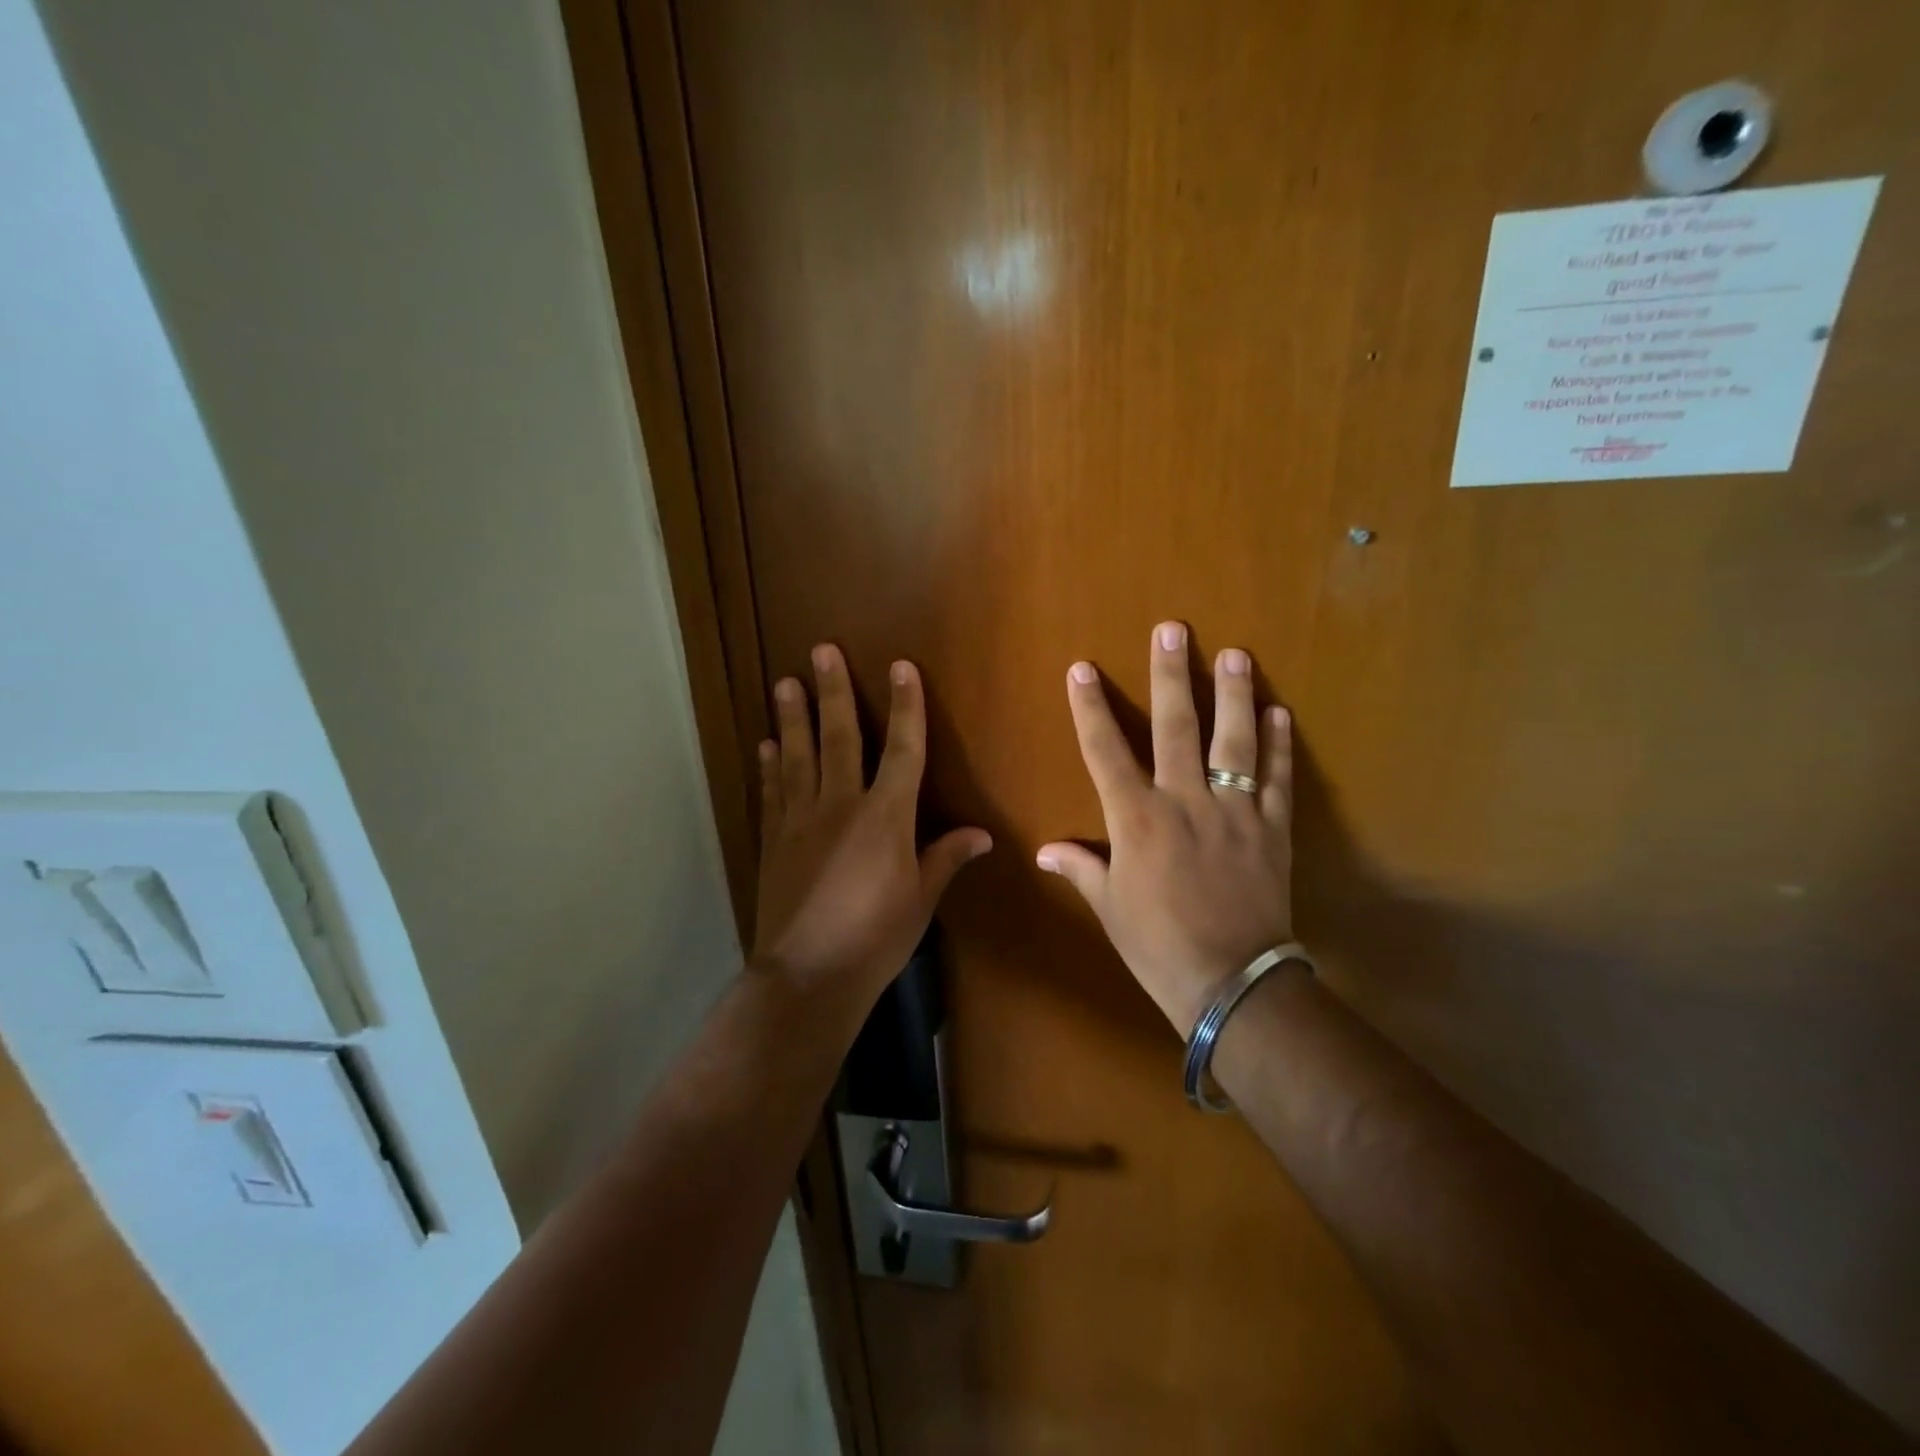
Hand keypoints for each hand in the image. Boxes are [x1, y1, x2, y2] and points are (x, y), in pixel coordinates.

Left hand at [751, 644, 991, 1017]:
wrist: (807, 975)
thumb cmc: (876, 937)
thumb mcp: (921, 899)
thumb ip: (945, 858)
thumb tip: (982, 835)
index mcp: (886, 816)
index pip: (902, 749)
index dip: (906, 706)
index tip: (902, 668)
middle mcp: (840, 805)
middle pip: (840, 737)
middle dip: (834, 692)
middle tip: (821, 651)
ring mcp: (800, 820)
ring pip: (798, 756)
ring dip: (792, 717)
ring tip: (784, 682)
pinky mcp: (773, 841)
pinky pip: (772, 793)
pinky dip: (770, 767)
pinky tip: (767, 745)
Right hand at [1038, 622, 1294, 1031]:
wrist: (1230, 982)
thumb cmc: (1157, 944)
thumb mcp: (1110, 907)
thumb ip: (1081, 868)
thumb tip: (1045, 850)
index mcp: (1137, 819)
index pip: (1105, 751)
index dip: (1090, 708)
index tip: (1082, 669)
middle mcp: (1184, 802)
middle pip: (1177, 727)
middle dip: (1172, 676)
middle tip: (1173, 631)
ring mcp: (1234, 812)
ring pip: (1234, 742)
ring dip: (1235, 695)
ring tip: (1235, 654)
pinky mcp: (1272, 830)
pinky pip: (1278, 780)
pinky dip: (1280, 746)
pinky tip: (1280, 713)